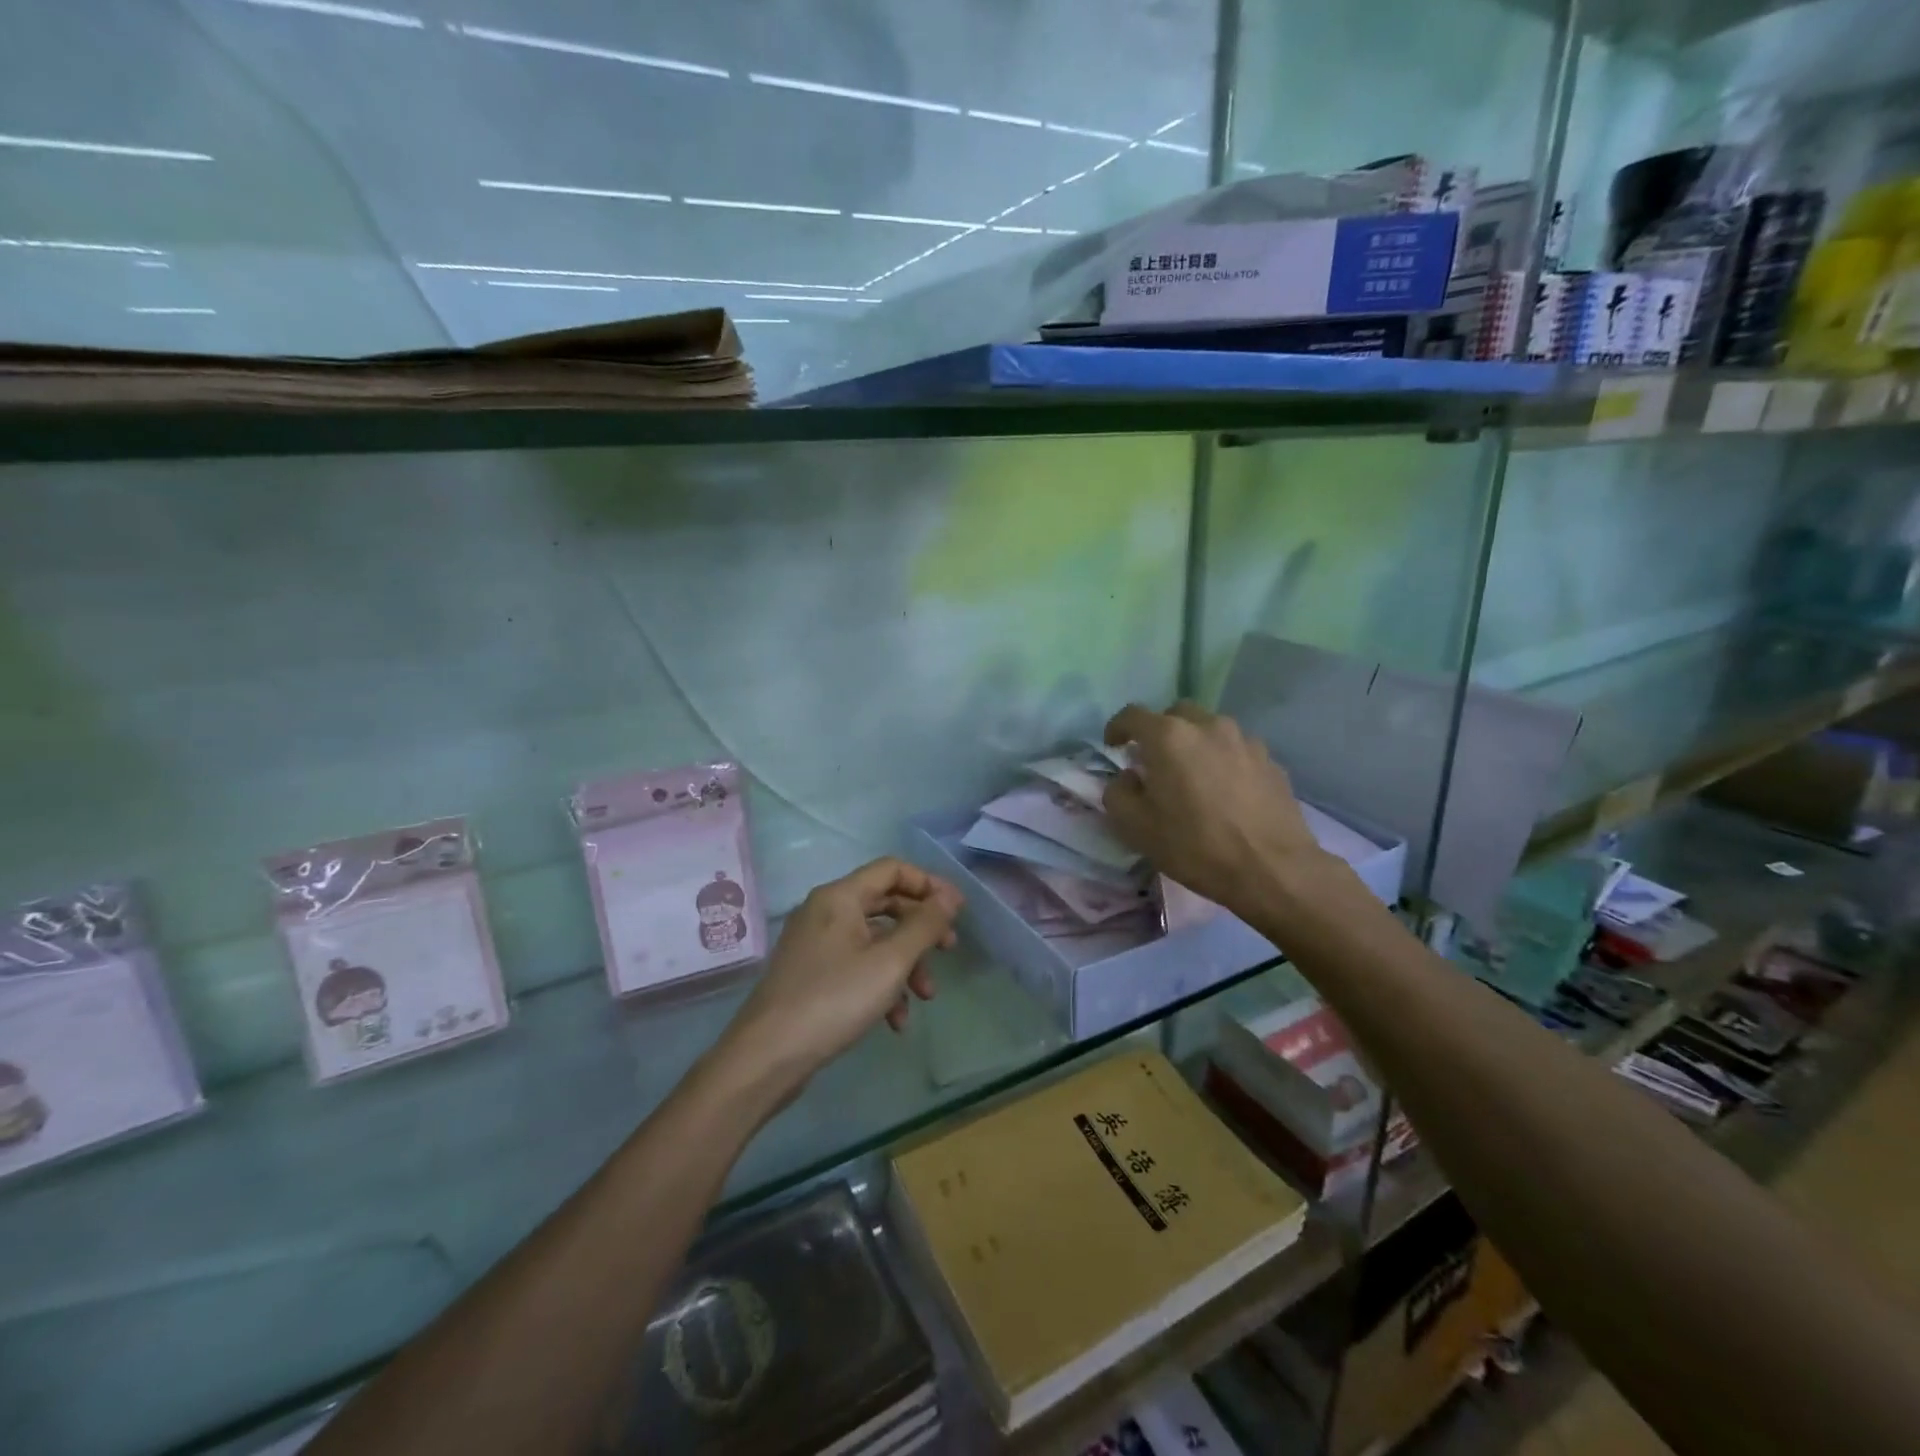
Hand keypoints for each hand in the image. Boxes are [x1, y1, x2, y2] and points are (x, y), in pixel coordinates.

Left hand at [719, 858, 962, 1102]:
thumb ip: (924, 926)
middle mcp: (825, 911)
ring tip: (925, 997)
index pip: (893, 869)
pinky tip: (895, 1021)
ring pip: (875, 940)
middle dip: (921, 929)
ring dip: (906, 964)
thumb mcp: (889, 962)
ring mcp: (816, 944)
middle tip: (949, 950)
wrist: (766, 1057)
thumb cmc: (833, 1000)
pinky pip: (857, 966)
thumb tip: (949, 898)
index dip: (929, 885)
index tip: (957, 912)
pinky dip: (881, 985)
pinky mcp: (812, 975)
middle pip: (886, 904)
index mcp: (840, 897)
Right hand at [1102, 701, 1332, 920]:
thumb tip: (1128, 778)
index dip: (1117, 728)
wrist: (1272, 870)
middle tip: (1154, 763)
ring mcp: (1244, 740)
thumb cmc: (1195, 846)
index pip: (1132, 715)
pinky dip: (1222, 761)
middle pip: (1175, 715)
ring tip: (1193, 777)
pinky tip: (1225, 792)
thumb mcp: (1135, 827)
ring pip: (1209, 730)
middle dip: (1159, 732)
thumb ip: (1118, 793)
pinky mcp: (1270, 760)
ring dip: (1194, 745)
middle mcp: (1207, 727)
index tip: (1112, 746)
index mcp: (1169, 737)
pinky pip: (1236, 751)